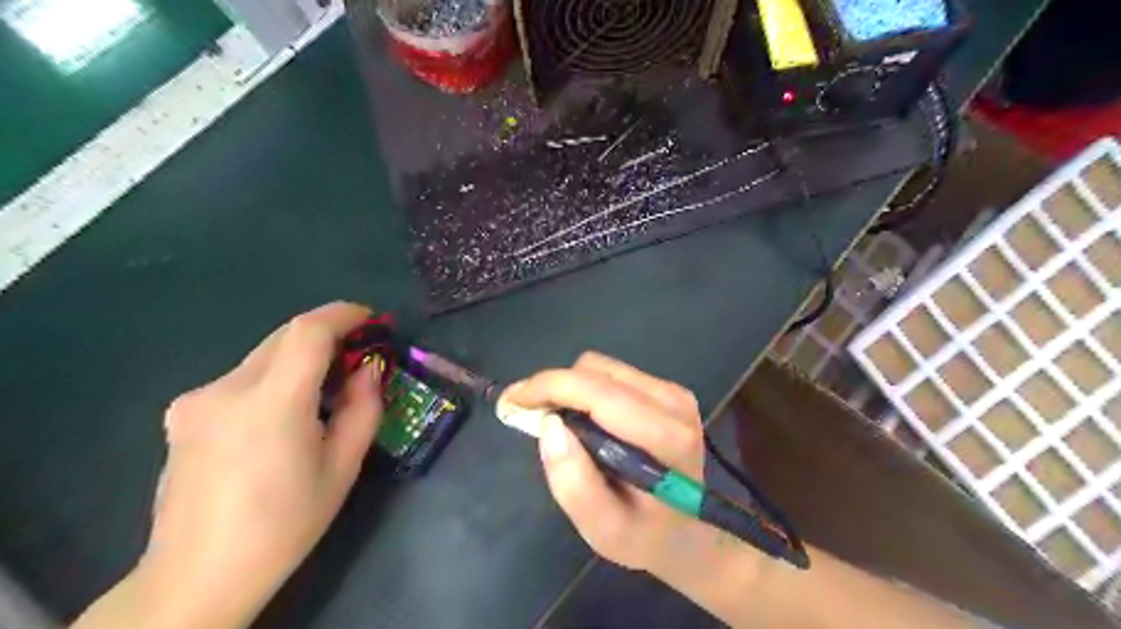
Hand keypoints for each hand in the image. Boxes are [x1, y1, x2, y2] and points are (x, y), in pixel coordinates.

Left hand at [140, 301, 379, 627]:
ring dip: (300, 360)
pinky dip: (273, 379)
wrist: (198, 576)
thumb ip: (363, 408)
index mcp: (271, 404)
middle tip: (357, 358)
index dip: (343, 315)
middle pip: (284, 337)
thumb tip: (368, 369)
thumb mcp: (342, 467)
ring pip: (263, 356)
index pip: (308, 331)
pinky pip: (241, 378)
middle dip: (327, 336)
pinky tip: (282, 417)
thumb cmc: (284, 525)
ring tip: (324, 393)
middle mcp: (226, 389)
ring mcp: (196, 400)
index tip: (371, 319)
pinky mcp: (182, 413)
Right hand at [505, 351, 703, 578]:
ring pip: (602, 368)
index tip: (512, 399)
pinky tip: (583, 420)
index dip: (550, 386)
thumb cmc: (644, 535)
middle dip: (555, 387)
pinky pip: (612, 374)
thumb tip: (549, 425)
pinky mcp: (667, 389)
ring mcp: (673, 392)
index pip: (600, 393)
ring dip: (571, 389)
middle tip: (528, 414)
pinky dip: (587, 390)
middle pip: (597, 371)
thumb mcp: (603, 529)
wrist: (687, 531)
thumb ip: (574, 484)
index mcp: (666, 437)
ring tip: (559, 423)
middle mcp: (673, 404)